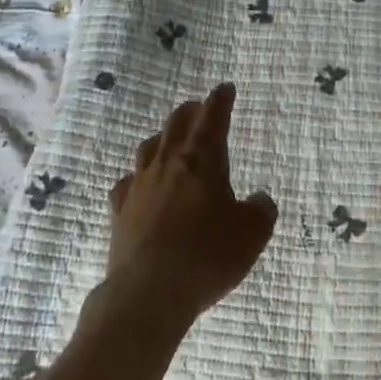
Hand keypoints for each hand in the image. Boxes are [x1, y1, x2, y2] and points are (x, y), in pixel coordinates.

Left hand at [102, 83, 276, 335]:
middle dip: (191, 112)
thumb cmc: (207, 255)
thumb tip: (260, 200)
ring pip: (149, 147)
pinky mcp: (120, 210)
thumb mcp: (251, 234)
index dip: (221, 101)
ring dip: (162, 138)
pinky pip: (127, 183)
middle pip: (177, 123)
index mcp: (202, 159)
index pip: (213, 118)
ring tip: (169, 140)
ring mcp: (140, 184)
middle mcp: (169, 162)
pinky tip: (138, 185)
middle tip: (199, 108)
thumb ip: (260, 211)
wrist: (149, 290)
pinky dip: (136, 178)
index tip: (225, 88)